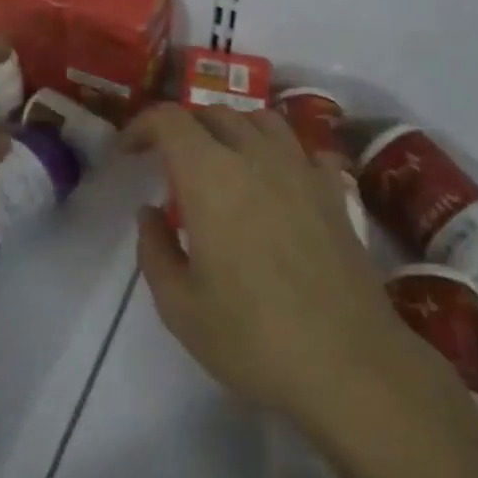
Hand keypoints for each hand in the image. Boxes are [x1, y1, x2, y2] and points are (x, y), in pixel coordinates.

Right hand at [126, 104, 430, 440]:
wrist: (348, 363)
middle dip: (184, 128)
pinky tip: (276, 181)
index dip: (142, 126)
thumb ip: (154, 249)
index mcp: (210, 176)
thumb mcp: (179, 306)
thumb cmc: (252, 337)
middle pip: (215, 113)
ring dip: (232, 130)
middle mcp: (256, 157)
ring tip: (221, 163)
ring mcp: (302, 169)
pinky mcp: (334, 191)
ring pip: (262, 120)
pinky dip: (279, 152)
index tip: (129, 153)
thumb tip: (150, 212)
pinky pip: (302, 149)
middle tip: (169, 164)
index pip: (170, 120)